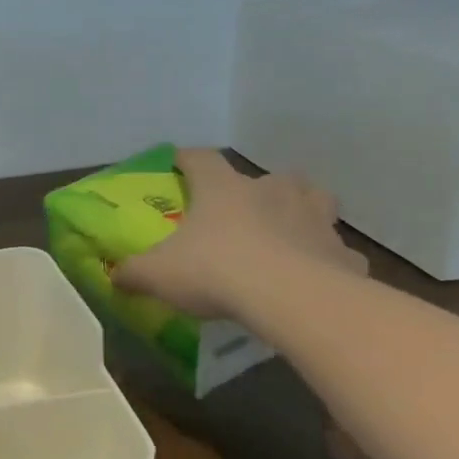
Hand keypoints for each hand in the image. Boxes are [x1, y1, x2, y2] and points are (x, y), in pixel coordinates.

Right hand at [114, 148, 367, 318]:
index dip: (186, 159)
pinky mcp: (343, 253)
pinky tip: (313, 277)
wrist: (291, 298)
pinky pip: (334, 250)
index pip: (201, 159)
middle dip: (257, 190)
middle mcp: (273, 192)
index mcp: (223, 189)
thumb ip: (133, 273)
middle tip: (242, 212)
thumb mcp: (157, 274)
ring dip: (301, 211)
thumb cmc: (215, 271)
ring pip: (314, 201)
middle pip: (269, 176)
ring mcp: (315, 218)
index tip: (177, 162)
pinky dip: (325, 259)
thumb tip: (115, 275)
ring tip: (287, 233)